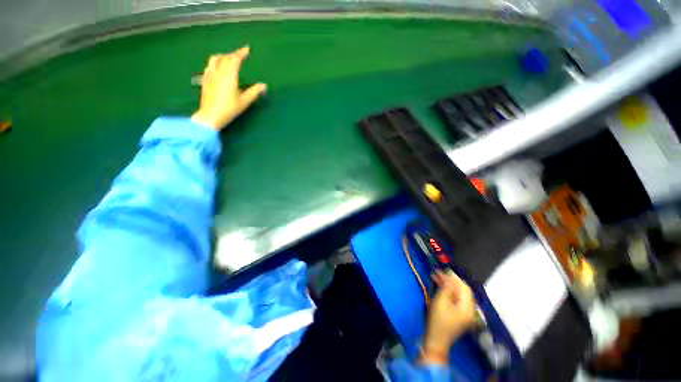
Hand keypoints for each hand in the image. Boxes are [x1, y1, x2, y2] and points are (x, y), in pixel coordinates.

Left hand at [192, 46, 266, 129]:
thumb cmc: (227, 109)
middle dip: (233, 54)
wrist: (208, 118)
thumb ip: (254, 92)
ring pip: (214, 60)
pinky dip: (213, 64)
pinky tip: (215, 69)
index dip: (241, 52)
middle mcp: (219, 72)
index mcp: (229, 74)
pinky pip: (208, 68)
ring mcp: (210, 76)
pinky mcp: (204, 82)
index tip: (247, 49)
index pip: (235, 58)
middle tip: (239, 55)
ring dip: (221, 56)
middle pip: (225, 57)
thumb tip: (263, 86)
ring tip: (226, 58)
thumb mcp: (243, 102)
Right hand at [421, 270, 475, 364]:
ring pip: (460, 297)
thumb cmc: (437, 324)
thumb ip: (447, 288)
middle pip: (463, 292)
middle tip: (439, 275)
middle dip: (452, 283)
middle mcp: (471, 310)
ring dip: (451, 288)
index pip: (464, 287)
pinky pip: (458, 302)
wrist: (435, 345)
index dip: (454, 278)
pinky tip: (443, 292)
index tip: (444, 271)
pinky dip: (451, 296)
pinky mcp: (461, 318)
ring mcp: (467, 315)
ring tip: (439, 281)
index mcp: (468, 307)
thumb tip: (449, 276)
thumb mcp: (440, 304)